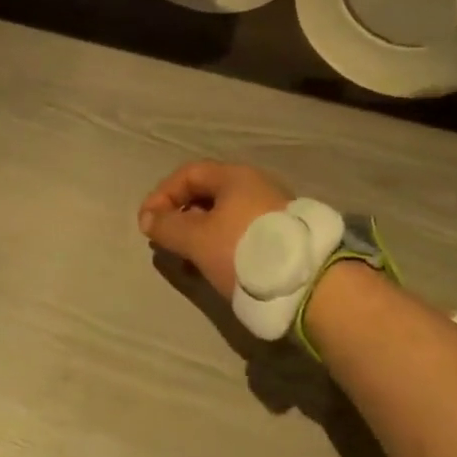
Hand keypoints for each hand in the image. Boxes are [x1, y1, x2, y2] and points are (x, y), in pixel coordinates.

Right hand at [137, 161, 291, 300]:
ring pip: (225, 215)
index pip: (188, 174)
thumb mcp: (197, 240)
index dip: (162, 195)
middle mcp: (255, 184)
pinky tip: (218, 268)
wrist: (310, 283)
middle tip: (167, 242)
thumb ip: (168, 227)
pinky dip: (222, 244)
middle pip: (208, 193)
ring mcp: (273, 208)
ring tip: (190, 262)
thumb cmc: (245, 251)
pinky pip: (242, 231)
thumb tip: (148, 218)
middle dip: (181, 216)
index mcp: (234, 176)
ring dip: (200, 234)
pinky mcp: (284, 235)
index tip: (147, 223)